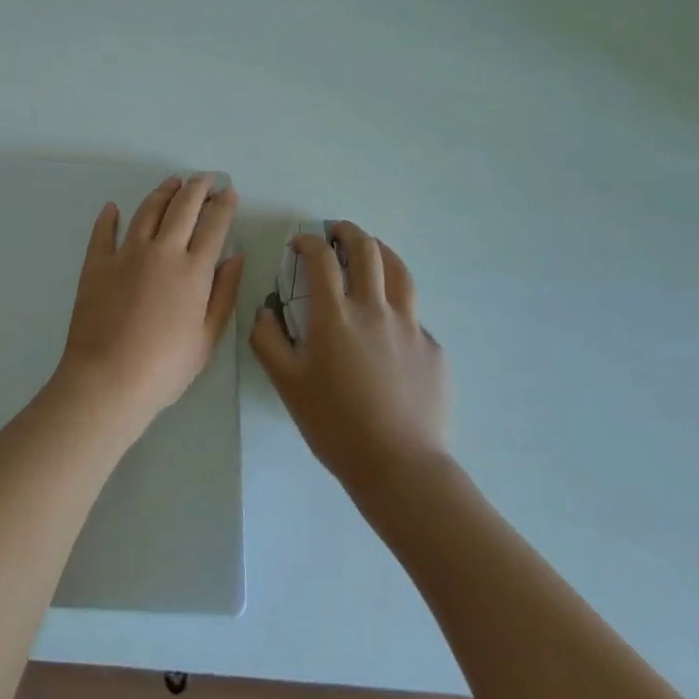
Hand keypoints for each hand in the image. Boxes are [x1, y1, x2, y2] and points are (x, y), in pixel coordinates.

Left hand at [53, 174, 244, 430]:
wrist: (107, 379)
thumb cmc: (164, 367)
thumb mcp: (207, 338)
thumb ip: (224, 293)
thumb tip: (235, 257)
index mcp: (193, 271)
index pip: (214, 226)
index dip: (223, 206)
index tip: (229, 192)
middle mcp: (162, 251)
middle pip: (182, 208)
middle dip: (197, 188)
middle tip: (205, 177)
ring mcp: (126, 254)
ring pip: (147, 211)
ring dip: (162, 193)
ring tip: (172, 182)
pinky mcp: (96, 264)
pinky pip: (103, 232)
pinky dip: (109, 217)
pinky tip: (112, 208)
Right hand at [250, 221, 450, 498]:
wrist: (399, 466)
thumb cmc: (334, 424)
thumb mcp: (286, 383)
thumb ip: (267, 340)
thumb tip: (266, 311)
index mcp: (335, 315)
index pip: (321, 259)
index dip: (309, 242)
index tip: (300, 243)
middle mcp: (374, 309)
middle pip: (367, 251)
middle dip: (348, 232)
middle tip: (337, 232)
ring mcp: (409, 326)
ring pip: (399, 271)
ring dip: (381, 252)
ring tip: (371, 251)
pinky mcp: (432, 348)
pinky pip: (413, 315)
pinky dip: (397, 305)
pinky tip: (390, 324)